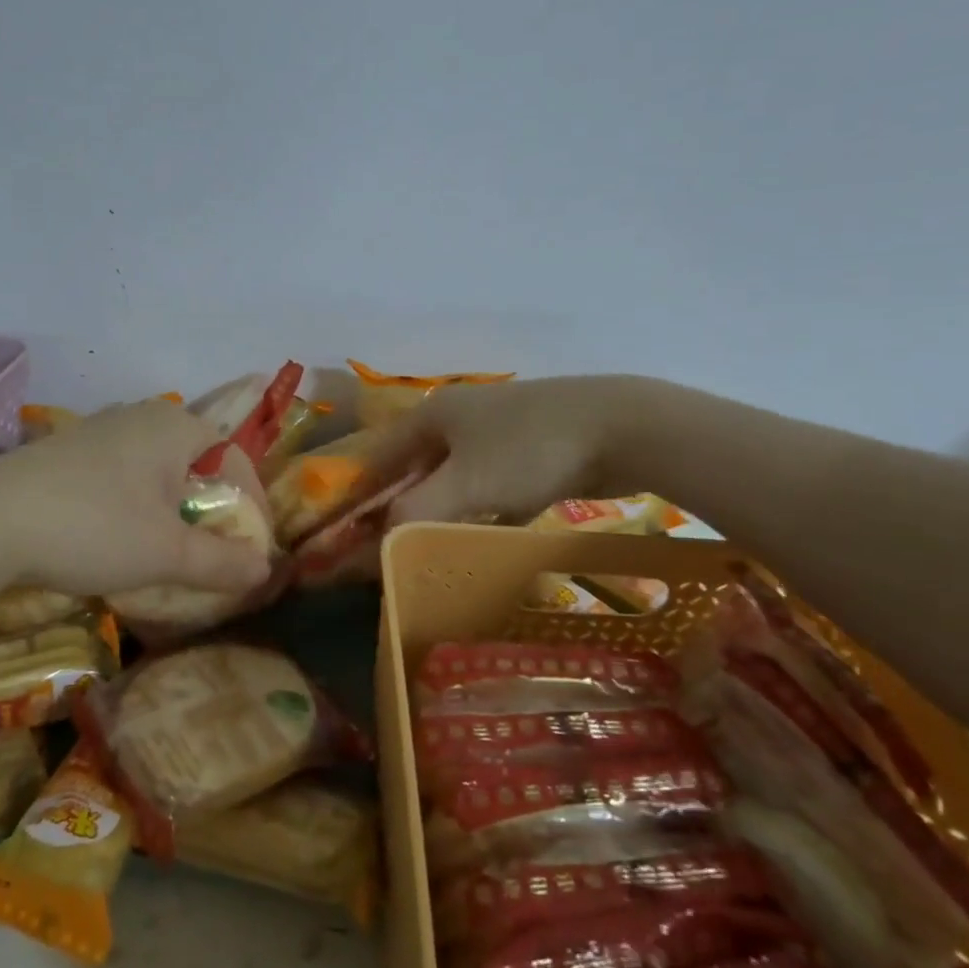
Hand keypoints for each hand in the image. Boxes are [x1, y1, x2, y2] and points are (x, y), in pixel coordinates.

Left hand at [0, 399, 272, 597]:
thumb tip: (265, 568)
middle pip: (195, 464)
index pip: (234, 460)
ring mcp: (98, 430)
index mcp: (175, 425)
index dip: (251, 506)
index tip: (251, 550)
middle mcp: (141, 416)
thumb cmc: (94, 527)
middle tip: (211, 552)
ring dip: (171, 509)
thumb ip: (222, 561)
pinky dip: (134, 506)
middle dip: (210, 509)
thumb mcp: (166, 552)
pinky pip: (121, 475)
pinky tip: (115, 538)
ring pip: (156, 470)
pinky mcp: (64, 451)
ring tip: (167, 551)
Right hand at [362, 375, 665, 525]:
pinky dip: (484, 515)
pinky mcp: (534, 452)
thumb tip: (375, 548)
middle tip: (386, 550)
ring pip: (457, 480)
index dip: (360, 493)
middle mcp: (460, 418)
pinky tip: (484, 543)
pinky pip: (495, 489)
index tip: (345, 531)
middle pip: (416, 468)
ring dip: (441, 514)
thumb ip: (414, 514)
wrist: (623, 426)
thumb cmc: (529, 449)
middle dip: (400, 508)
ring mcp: (500, 433)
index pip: (380, 456)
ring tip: (427, 552)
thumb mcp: (465, 484)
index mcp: (434, 415)